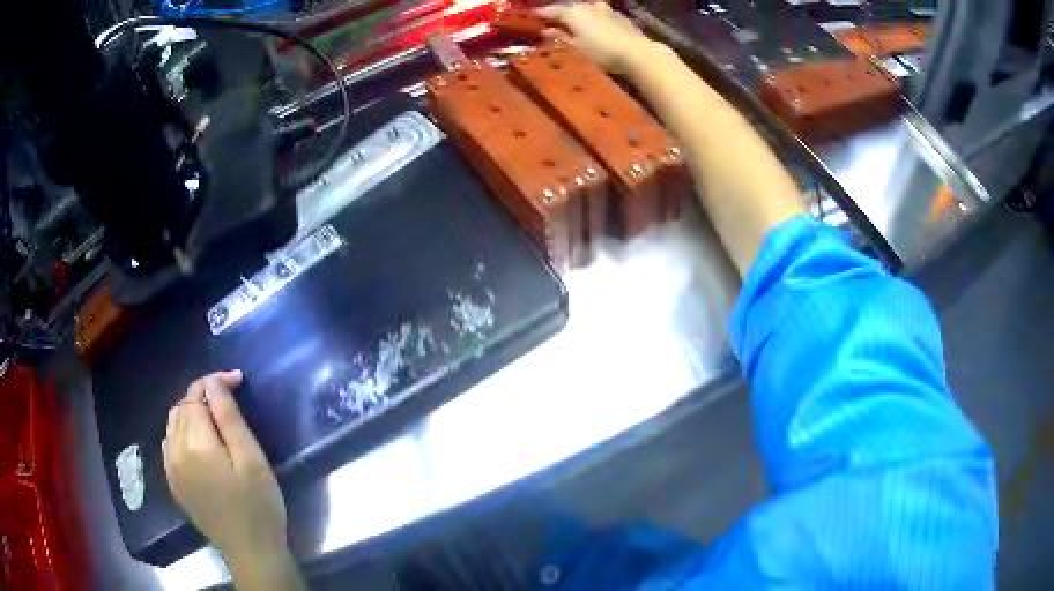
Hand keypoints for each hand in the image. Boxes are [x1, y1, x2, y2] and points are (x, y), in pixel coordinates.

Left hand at [162, 371, 287, 563]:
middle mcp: (174, 451)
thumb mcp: (251, 460)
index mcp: (195, 444)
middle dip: (202, 393)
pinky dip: (181, 430)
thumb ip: (228, 418)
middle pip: (181, 406)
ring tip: (214, 414)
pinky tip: (197, 439)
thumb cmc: (258, 506)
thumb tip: (214, 384)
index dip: (214, 381)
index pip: (195, 395)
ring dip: (190, 410)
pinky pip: (169, 443)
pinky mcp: (174, 483)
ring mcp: (170, 468)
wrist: (250, 552)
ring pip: (172, 423)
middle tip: (229, 395)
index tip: (238, 379)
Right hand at [537, 2, 661, 73]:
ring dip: (577, 12)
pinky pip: (599, 12)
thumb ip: (560, 37)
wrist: (636, 52)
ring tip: (573, 19)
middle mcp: (587, 6)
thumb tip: (546, 31)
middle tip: (550, 18)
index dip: (539, 14)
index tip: (530, 16)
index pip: (550, 11)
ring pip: (585, 7)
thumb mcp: (576, 48)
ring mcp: (604, 9)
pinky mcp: (618, 15)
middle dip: (558, 11)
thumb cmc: (601, 52)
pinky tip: (594, 22)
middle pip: (568, 6)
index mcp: (572, 13)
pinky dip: (592, 16)